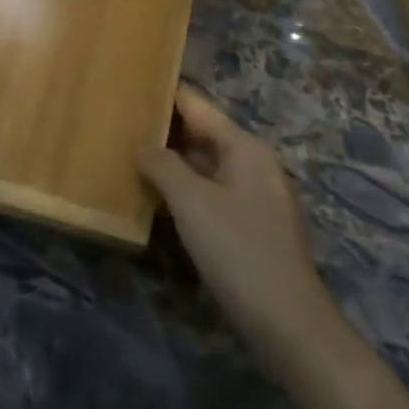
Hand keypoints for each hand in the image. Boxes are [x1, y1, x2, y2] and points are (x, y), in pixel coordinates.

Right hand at [138, 86, 337, 361]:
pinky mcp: (252, 225)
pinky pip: (212, 191)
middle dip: (164, 128)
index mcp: (244, 146)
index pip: (197, 105)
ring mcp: (255, 195)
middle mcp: (253, 162)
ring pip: (206, 164)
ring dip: (173, 161)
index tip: (130, 84)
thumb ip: (163, 165)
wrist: (289, 323)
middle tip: (120, 122)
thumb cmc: (238, 250)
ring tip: (130, 154)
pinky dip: (185, 188)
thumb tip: (142, 145)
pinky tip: (158, 197)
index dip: (164, 93)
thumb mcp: (192, 202)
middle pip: (203, 133)